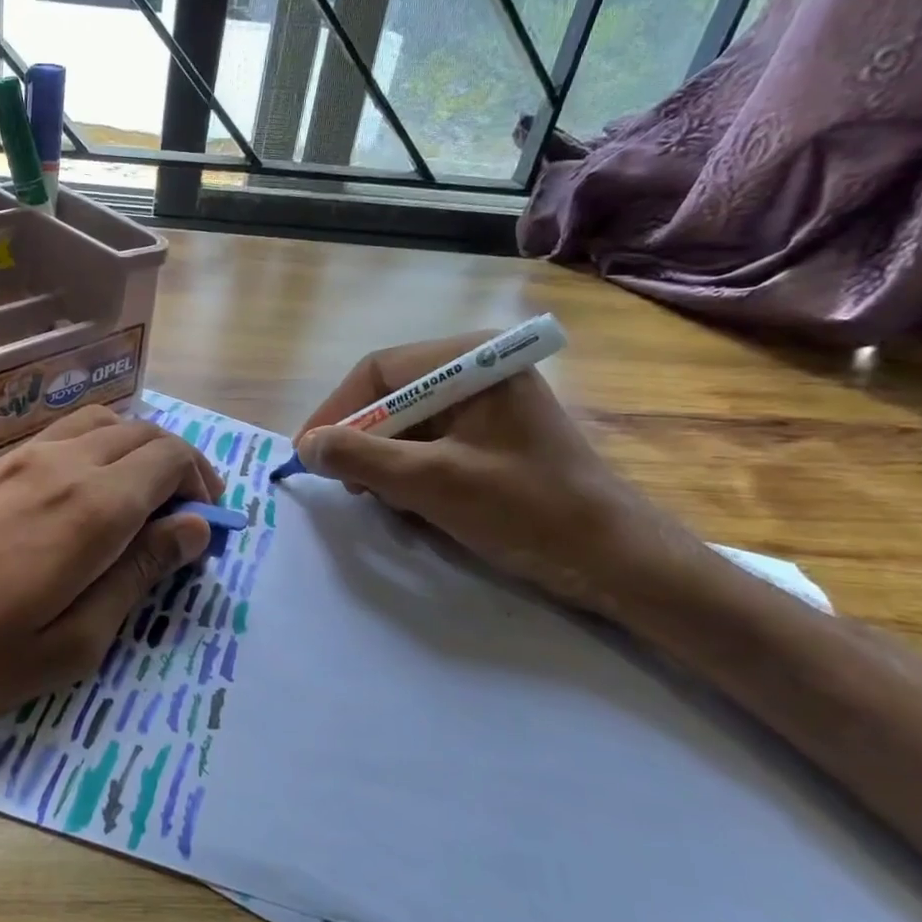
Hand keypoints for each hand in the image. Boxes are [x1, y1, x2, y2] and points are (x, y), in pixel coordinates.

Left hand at [0, 406, 222, 741]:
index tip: (205, 535)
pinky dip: (96, 450)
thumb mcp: (68, 645)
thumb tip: (193, 529)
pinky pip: (62, 434)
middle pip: (143, 432)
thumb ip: (137, 578)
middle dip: (179, 468)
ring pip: (102, 422)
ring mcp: (17, 457)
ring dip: (137, 452)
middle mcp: (60, 462)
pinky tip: (82, 498)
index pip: (171, 458)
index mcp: (91, 506)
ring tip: (140, 506)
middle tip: (182, 523)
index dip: (203, 488)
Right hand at [294, 335, 692, 617]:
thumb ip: (362, 457)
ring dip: (382, 460)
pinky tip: (409, 501)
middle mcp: (477, 370)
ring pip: (406, 423)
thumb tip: (306, 445)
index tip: (307, 454)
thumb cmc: (526, 509)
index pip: (379, 371)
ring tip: (378, 497)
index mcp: (472, 362)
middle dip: (361, 440)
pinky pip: (429, 443)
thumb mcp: (432, 482)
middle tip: (342, 483)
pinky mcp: (491, 436)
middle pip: (391, 395)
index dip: (336, 411)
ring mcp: (486, 404)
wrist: (614, 560)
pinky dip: (408, 471)